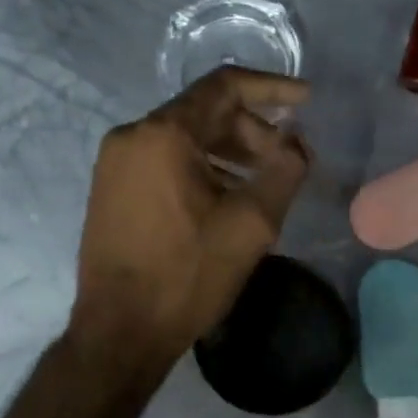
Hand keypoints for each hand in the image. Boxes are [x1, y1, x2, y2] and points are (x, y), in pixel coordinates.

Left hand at [70, 67, 311, 366]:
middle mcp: (131, 136)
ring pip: (183, 136)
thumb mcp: (251, 223)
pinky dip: (200, 165)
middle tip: (285, 159)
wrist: (119, 332)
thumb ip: (284, 170)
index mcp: (163, 134)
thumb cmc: (187, 275)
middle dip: (251, 128)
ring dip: (228, 149)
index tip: (306, 100)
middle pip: (203, 111)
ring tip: (261, 180)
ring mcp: (114, 162)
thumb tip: (297, 142)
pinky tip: (224, 195)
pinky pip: (163, 159)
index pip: (224, 86)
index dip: (271, 87)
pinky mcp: (110, 188)